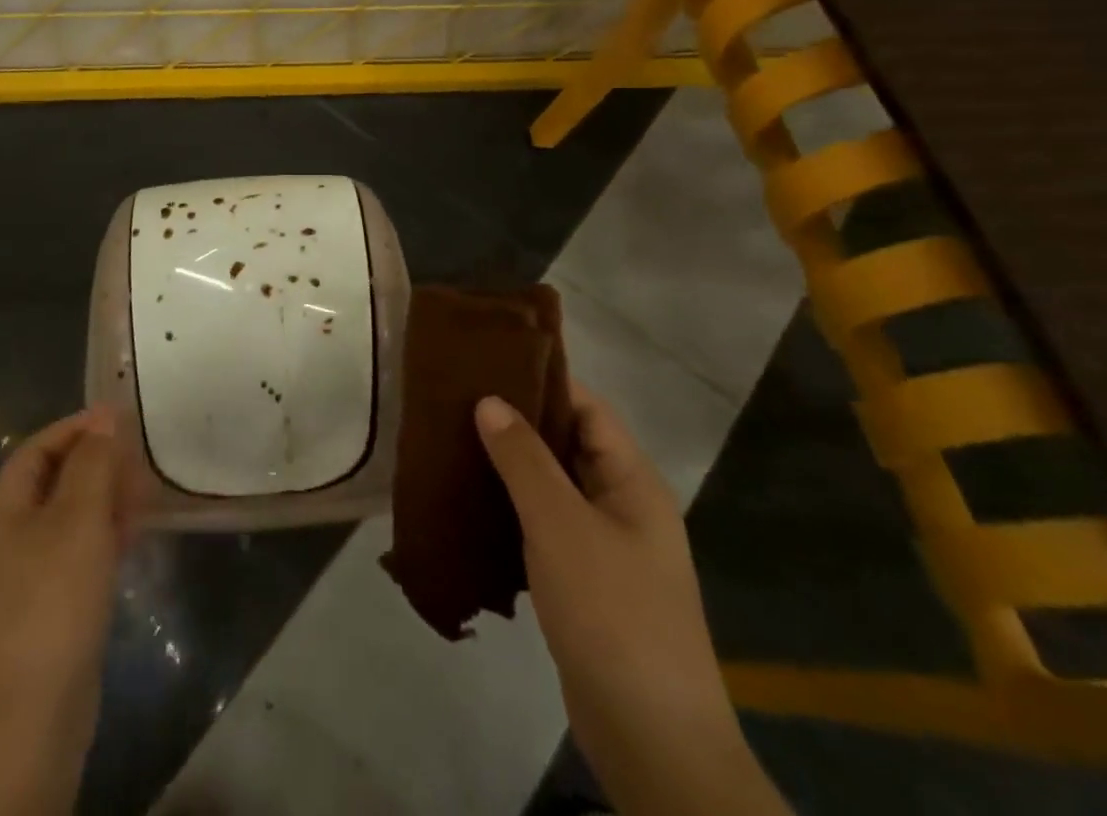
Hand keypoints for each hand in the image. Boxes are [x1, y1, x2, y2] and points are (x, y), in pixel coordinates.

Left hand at [0, 407, 134, 815]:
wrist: (32, 713)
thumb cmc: (52, 597)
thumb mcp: (77, 517)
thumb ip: (93, 462)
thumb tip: (104, 415)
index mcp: (5, 509)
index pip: (37, 449)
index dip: (75, 428)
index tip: (118, 418)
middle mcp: (11, 536)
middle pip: (54, 481)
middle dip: (95, 463)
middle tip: (138, 457)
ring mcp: (30, 575)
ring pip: (71, 518)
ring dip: (105, 499)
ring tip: (144, 493)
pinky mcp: (52, 607)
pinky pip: (79, 553)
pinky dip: (105, 536)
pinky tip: (134, 537)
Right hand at [476, 388, 786, 815]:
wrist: (652, 741)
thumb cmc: (611, 613)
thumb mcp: (560, 525)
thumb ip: (523, 458)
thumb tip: (489, 399)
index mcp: (633, 481)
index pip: (587, 408)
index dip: (542, 381)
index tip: (487, 364)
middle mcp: (623, 506)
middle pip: (568, 444)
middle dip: (517, 423)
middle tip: (457, 402)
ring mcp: (607, 548)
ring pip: (553, 488)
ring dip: (510, 468)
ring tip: (454, 444)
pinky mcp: (587, 585)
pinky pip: (545, 528)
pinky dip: (512, 511)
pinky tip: (471, 506)